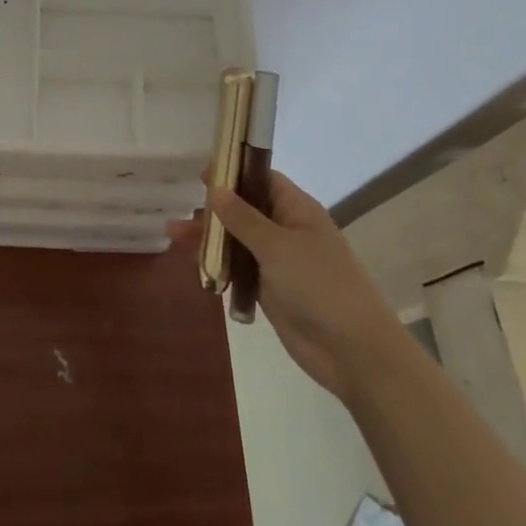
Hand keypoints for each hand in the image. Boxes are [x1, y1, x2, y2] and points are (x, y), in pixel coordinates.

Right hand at [176, 170, 407, 402]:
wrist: (353, 352)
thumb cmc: (319, 286)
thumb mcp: (278, 246)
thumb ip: (243, 218)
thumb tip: (216, 188)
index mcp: (297, 210)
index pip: (262, 178)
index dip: (234, 172)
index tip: (201, 175)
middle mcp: (287, 230)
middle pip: (245, 208)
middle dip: (214, 208)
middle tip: (181, 210)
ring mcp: (278, 261)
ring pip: (238, 240)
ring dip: (210, 237)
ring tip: (173, 236)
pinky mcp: (270, 289)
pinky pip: (239, 268)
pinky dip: (219, 265)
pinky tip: (195, 265)